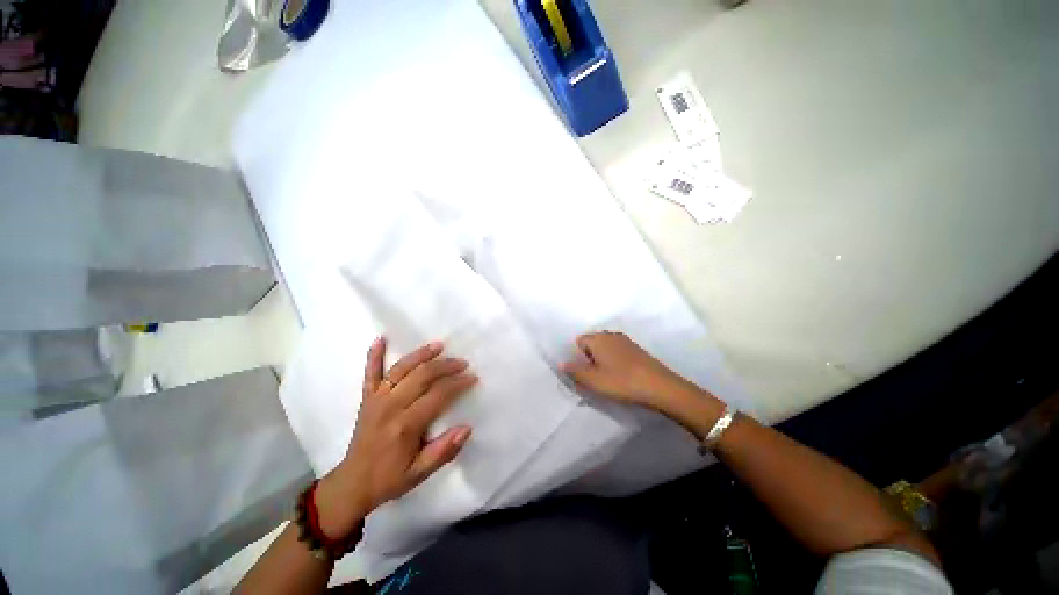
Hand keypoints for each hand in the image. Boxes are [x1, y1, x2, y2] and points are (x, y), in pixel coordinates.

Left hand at [316, 337, 475, 538]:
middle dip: (445, 366)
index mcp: (405, 425)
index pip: (437, 396)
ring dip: (420, 354)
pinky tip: (380, 338)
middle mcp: (390, 406)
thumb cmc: (390, 478)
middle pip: (422, 376)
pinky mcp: (367, 398)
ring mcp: (376, 399)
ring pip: (401, 369)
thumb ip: (444, 451)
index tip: (472, 378)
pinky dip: (374, 355)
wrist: (352, 484)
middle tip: (463, 362)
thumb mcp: (420, 473)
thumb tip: (467, 428)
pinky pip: (369, 373)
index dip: (457, 384)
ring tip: (438, 345)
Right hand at [560, 332, 694, 408]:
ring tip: (608, 379)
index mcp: (598, 338)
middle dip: (589, 359)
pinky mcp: (637, 350)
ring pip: (606, 349)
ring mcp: (626, 341)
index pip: (579, 341)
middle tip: (594, 378)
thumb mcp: (593, 380)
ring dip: (603, 361)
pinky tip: (621, 377)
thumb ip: (574, 371)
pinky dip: (615, 362)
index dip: (578, 357)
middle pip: (592, 343)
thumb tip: (562, 363)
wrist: (659, 387)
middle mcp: (611, 335)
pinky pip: (618, 353)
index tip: (583, 373)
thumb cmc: (621, 381)